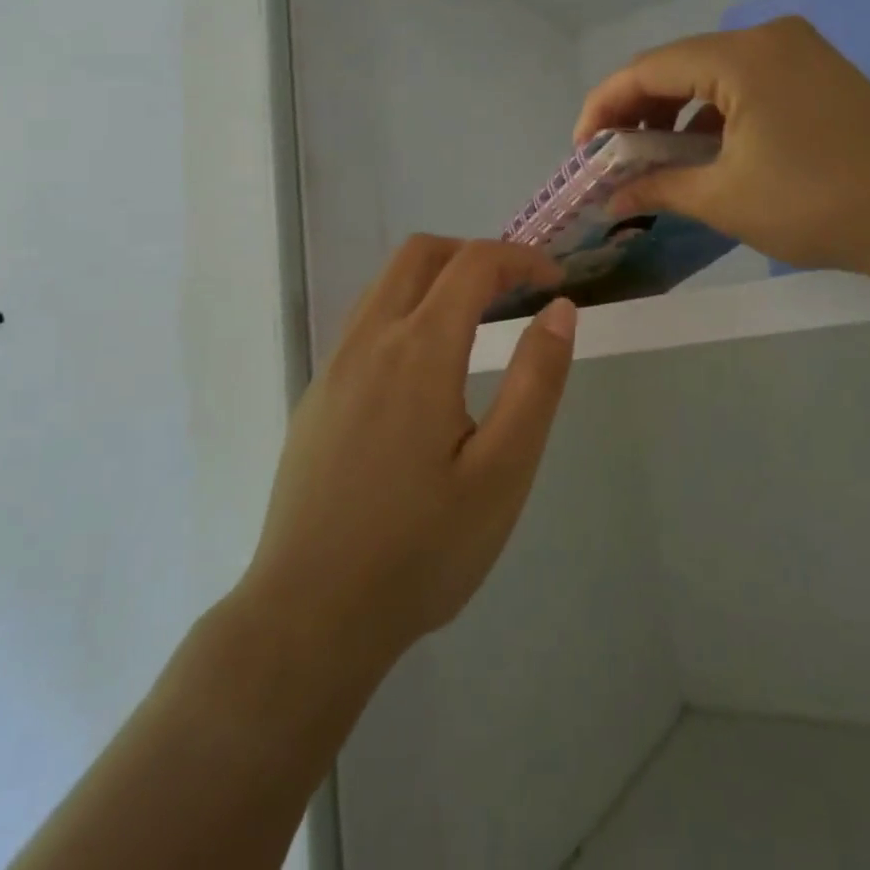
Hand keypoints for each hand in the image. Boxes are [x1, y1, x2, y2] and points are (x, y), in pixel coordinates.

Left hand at [239, 237, 576, 667]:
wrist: (309, 615)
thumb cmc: (421, 550)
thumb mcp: (503, 471)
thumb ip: (536, 380)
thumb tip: (560, 309)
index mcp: (419, 349)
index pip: (473, 263)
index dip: (520, 258)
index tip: (555, 281)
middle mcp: (369, 339)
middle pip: (420, 254)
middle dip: (473, 254)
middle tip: (515, 290)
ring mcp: (334, 366)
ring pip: (385, 284)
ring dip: (435, 279)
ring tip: (477, 320)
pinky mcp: (316, 395)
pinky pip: (364, 322)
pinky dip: (405, 310)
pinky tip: (424, 369)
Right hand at [574, 16, 869, 275]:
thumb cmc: (817, 205)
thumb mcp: (724, 199)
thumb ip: (657, 187)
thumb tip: (609, 199)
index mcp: (741, 57)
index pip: (647, 69)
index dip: (604, 107)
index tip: (584, 150)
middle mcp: (767, 37)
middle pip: (677, 64)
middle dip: (637, 110)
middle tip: (614, 157)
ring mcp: (797, 50)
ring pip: (710, 72)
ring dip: (674, 111)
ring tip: (653, 157)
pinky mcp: (816, 70)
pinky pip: (744, 81)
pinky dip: (713, 111)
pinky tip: (704, 148)